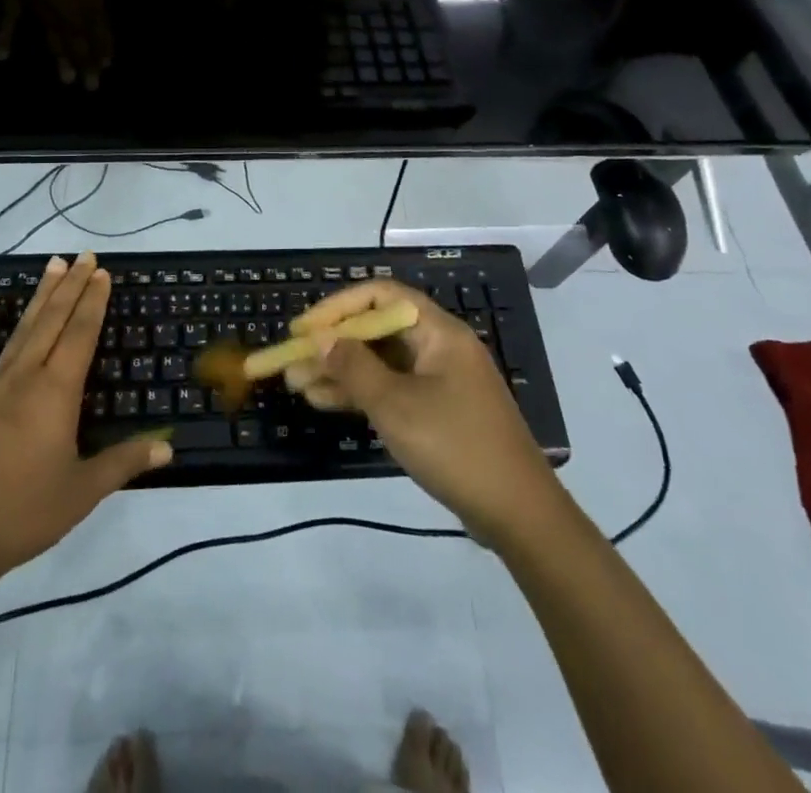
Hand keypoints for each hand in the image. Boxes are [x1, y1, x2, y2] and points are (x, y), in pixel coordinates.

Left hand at [0, 251, 171, 582]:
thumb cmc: (23, 513)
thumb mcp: (82, 492)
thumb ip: (125, 462)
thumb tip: (169, 447)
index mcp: (57, 393)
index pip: (81, 335)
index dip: (93, 302)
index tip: (102, 273)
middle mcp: (26, 376)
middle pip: (54, 321)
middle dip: (72, 287)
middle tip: (85, 256)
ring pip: (22, 328)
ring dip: (40, 295)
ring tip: (53, 263)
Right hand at [285, 282, 557, 550]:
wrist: (518, 514)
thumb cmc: (455, 446)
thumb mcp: (395, 405)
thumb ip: (353, 366)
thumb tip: (320, 337)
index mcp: (438, 332)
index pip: (380, 296)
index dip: (337, 307)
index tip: (304, 330)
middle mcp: (439, 347)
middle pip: (376, 331)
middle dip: (332, 345)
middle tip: (292, 363)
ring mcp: (439, 380)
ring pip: (380, 363)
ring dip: (340, 372)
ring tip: (297, 386)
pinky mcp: (438, 410)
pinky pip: (391, 389)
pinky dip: (360, 394)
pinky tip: (324, 403)